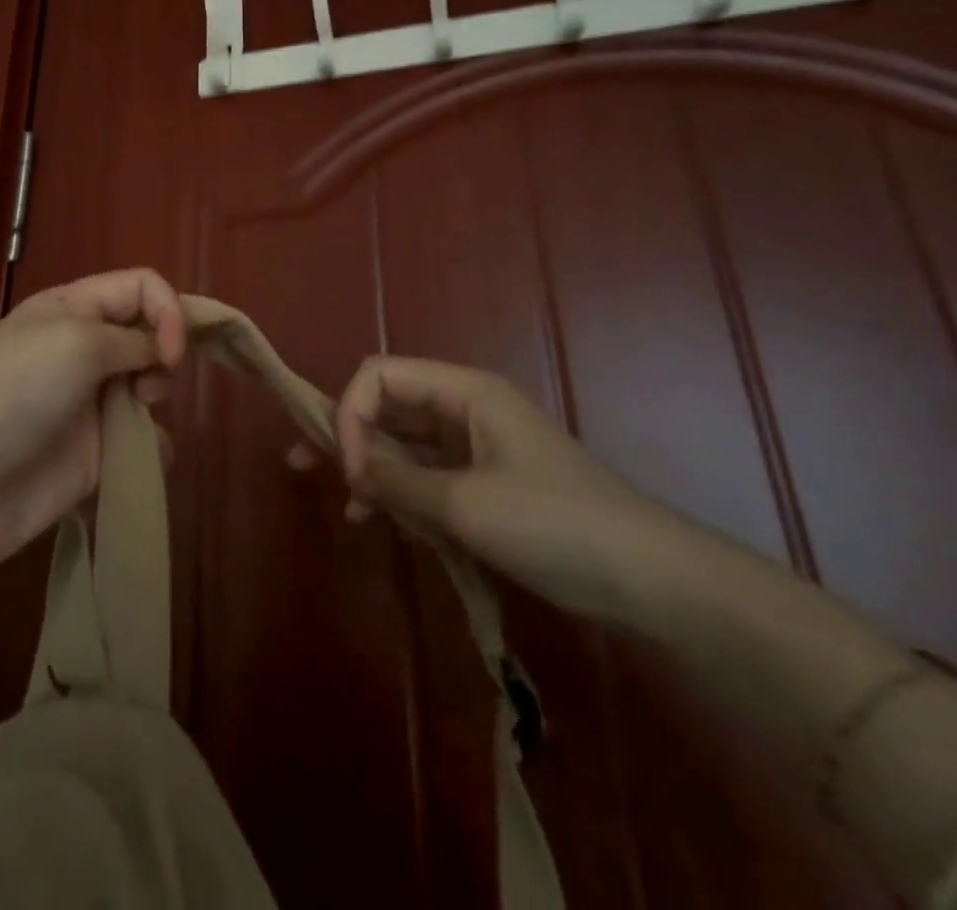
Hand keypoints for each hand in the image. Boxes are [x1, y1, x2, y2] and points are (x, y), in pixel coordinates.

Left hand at [0, 269, 187, 580]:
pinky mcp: (95, 455)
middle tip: (151, 384)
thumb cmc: (14, 392)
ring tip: (137, 420)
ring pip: (151, 387)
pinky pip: (144, 442)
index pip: (141, 287)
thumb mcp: (75, 341)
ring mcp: (90, 403)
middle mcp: (85, 349)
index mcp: (74, 309)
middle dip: (166, 355)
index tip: (171, 353)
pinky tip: (136, 459)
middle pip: (150, 335)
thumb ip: (132, 338)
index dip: (168, 311)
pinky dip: (151, 449)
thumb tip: (161, 353)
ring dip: (158, 400)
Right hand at [332, 356, 710, 625]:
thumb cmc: (556, 525)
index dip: (351, 413)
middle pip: (388, 404)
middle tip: (304, 465)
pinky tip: (380, 522)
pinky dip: (401, 493)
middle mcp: (465, 409)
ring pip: (404, 443)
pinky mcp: (486, 484)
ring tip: (343, 505)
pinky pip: (427, 476)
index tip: (351, 471)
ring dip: (370, 468)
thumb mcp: (466, 504)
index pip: (380, 375)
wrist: (652, 580)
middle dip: (347, 433)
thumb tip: (350, 469)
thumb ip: (398, 482)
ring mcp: (476, 447)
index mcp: (464, 392)